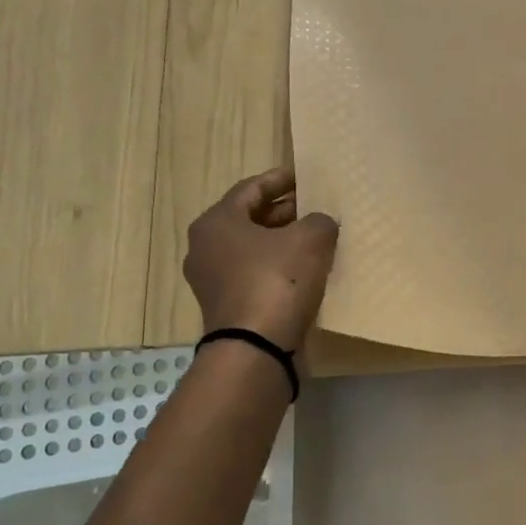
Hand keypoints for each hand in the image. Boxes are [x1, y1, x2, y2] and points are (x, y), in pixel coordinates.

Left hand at [183, 167, 338, 351]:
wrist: (256, 348)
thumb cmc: (277, 280)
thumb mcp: (311, 239)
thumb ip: (319, 221)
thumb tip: (320, 224)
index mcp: (217, 221)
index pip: (252, 188)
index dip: (282, 179)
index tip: (306, 176)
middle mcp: (206, 247)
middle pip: (250, 218)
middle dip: (285, 212)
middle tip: (316, 206)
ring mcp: (213, 280)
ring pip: (253, 249)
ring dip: (283, 241)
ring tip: (317, 237)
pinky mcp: (227, 307)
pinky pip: (255, 275)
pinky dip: (279, 267)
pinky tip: (306, 271)